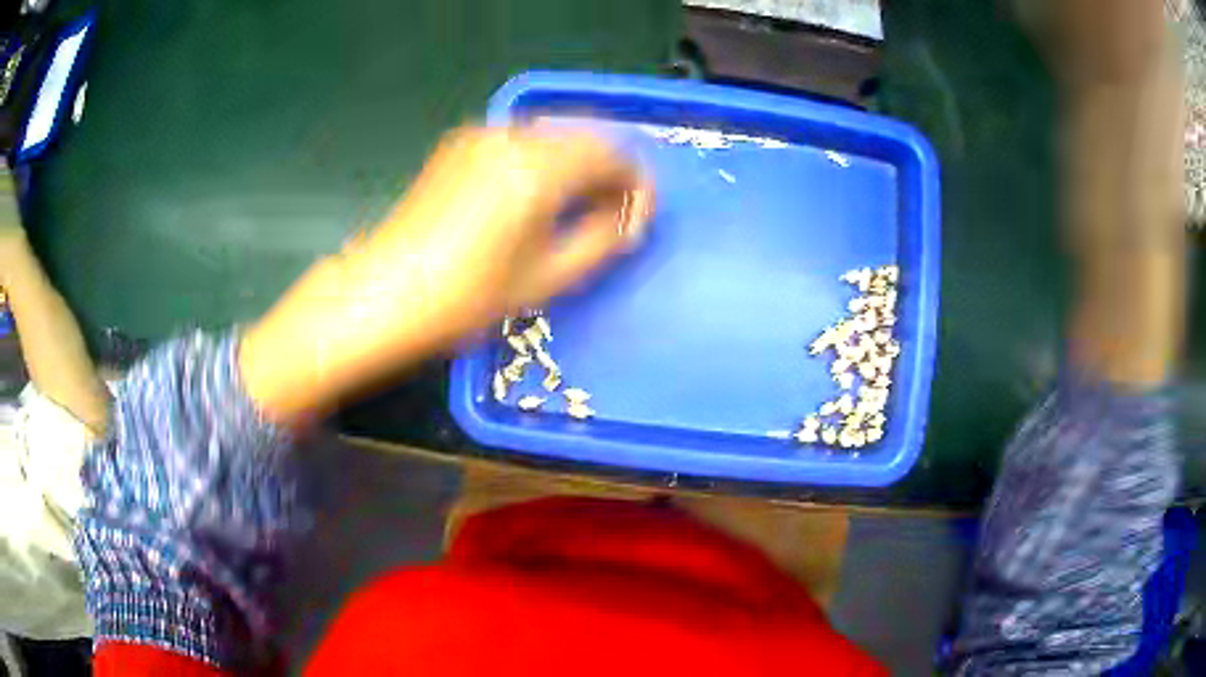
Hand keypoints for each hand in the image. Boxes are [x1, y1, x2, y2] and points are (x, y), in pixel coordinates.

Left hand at [239, 126, 653, 421]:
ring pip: (551, 136)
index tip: (641, 216)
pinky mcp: (459, 146)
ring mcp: (481, 136)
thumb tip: (630, 218)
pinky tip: (538, 196)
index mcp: (539, 168)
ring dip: (577, 164)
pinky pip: (520, 142)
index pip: (612, 155)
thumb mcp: (547, 278)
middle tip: (616, 213)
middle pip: (584, 136)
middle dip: (610, 171)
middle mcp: (512, 137)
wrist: (384, 294)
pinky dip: (543, 161)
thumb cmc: (467, 297)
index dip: (637, 183)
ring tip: (580, 208)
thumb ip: (602, 240)